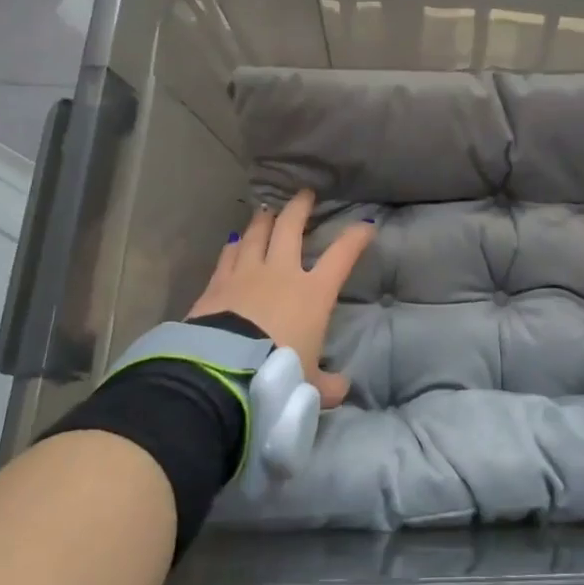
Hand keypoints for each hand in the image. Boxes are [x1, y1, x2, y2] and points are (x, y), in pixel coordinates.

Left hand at [186, 190, 373, 408]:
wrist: (222, 373)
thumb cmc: (276, 373)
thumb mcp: (309, 386)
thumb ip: (327, 384)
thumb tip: (341, 390)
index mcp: (313, 293)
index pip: (342, 255)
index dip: (356, 238)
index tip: (366, 226)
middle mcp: (281, 273)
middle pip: (291, 228)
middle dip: (300, 208)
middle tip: (305, 194)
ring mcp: (246, 274)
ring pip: (256, 234)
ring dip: (264, 220)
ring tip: (268, 209)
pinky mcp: (217, 284)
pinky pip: (228, 255)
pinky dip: (234, 245)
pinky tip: (234, 240)